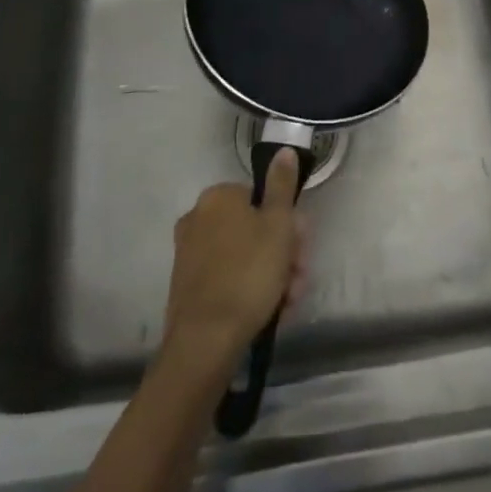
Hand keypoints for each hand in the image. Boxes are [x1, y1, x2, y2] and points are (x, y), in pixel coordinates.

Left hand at [161, 150, 308, 370]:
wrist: (205, 342)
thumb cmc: (248, 273)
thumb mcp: (277, 225)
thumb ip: (282, 185)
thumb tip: (283, 149)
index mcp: (218, 197)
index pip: (262, 198)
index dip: (288, 223)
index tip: (302, 247)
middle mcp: (199, 218)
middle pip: (255, 229)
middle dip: (284, 253)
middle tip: (300, 278)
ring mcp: (190, 254)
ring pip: (245, 257)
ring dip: (273, 275)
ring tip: (289, 302)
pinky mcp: (188, 287)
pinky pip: (229, 279)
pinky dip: (251, 291)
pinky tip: (271, 312)